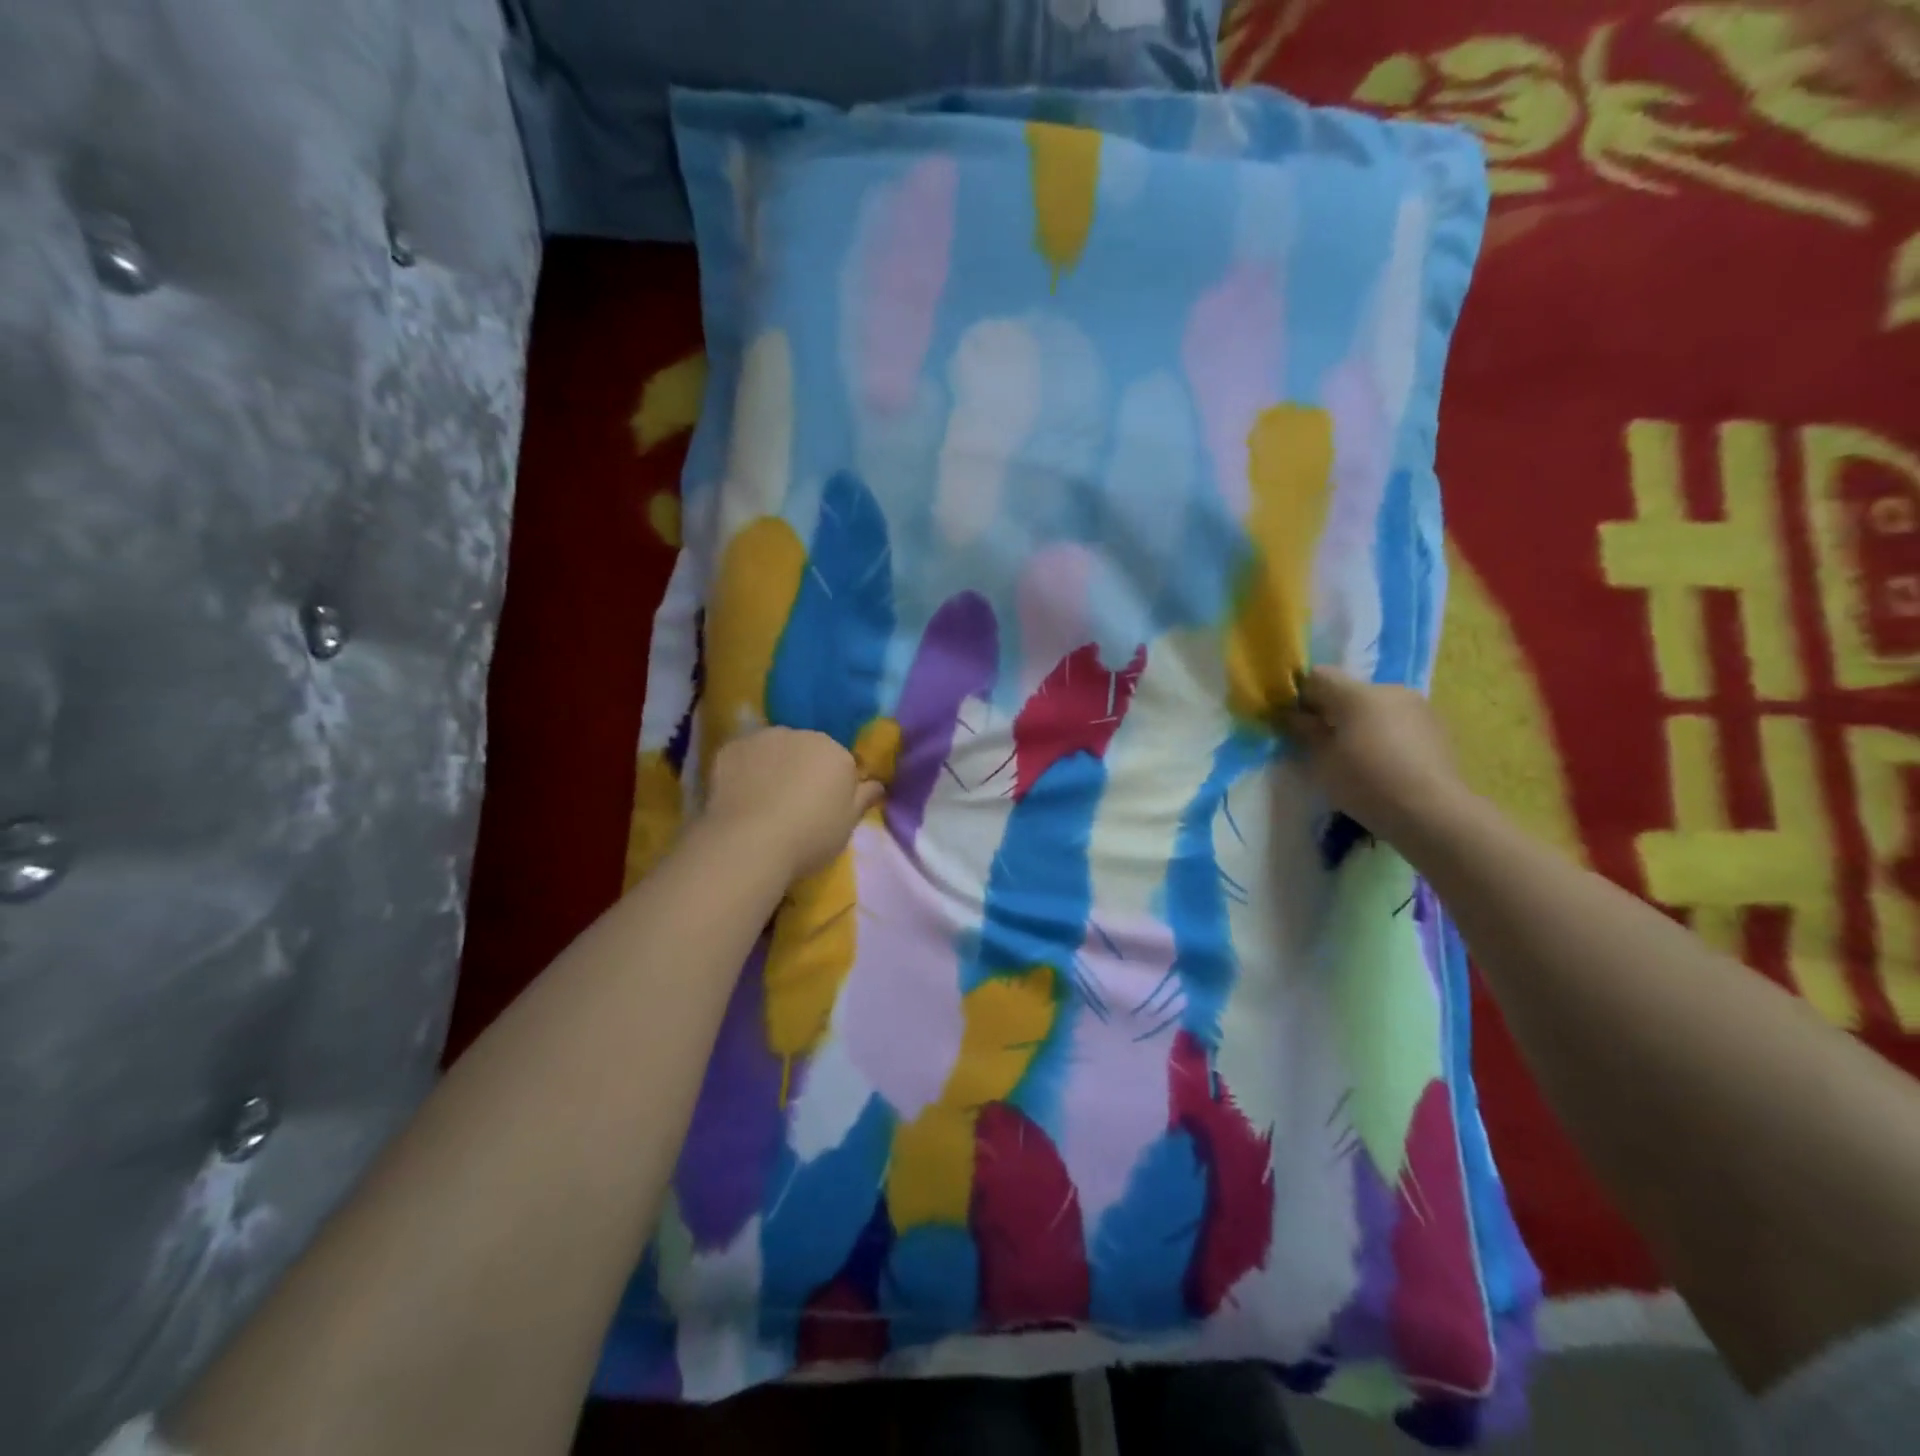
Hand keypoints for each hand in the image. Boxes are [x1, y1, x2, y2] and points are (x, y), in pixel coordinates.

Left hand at [702, 728, 884, 878]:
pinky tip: (739, 796)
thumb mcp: (848, 825)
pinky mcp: (730, 748)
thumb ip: (864, 798)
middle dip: (803, 768)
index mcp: (835, 752)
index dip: (833, 784)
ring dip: (773, 765)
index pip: (840, 762)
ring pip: (774, 748)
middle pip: (807, 749)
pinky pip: (744, 756)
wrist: (750, 843)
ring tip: (763, 800)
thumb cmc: (810, 837)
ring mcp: (763, 738)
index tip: (824, 807)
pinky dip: (744, 769)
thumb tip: (878, 784)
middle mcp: (802, 735)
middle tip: (794, 804)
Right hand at [1280, 667, 1472, 843]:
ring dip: (1361, 722)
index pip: (1318, 677)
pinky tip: (1386, 764)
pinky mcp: (1438, 727)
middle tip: (1324, 744)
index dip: (1301, 696)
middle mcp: (1389, 690)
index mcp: (1357, 694)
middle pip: (1349, 690)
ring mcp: (1419, 706)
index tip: (1295, 723)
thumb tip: (1292, 715)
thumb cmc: (1367, 784)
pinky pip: (1399, 721)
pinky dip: (1386, 734)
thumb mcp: (1322, 761)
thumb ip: (1305, 731)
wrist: (1433, 813)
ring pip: (1376, 706)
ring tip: (1358, 756)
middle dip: (1333, 710)